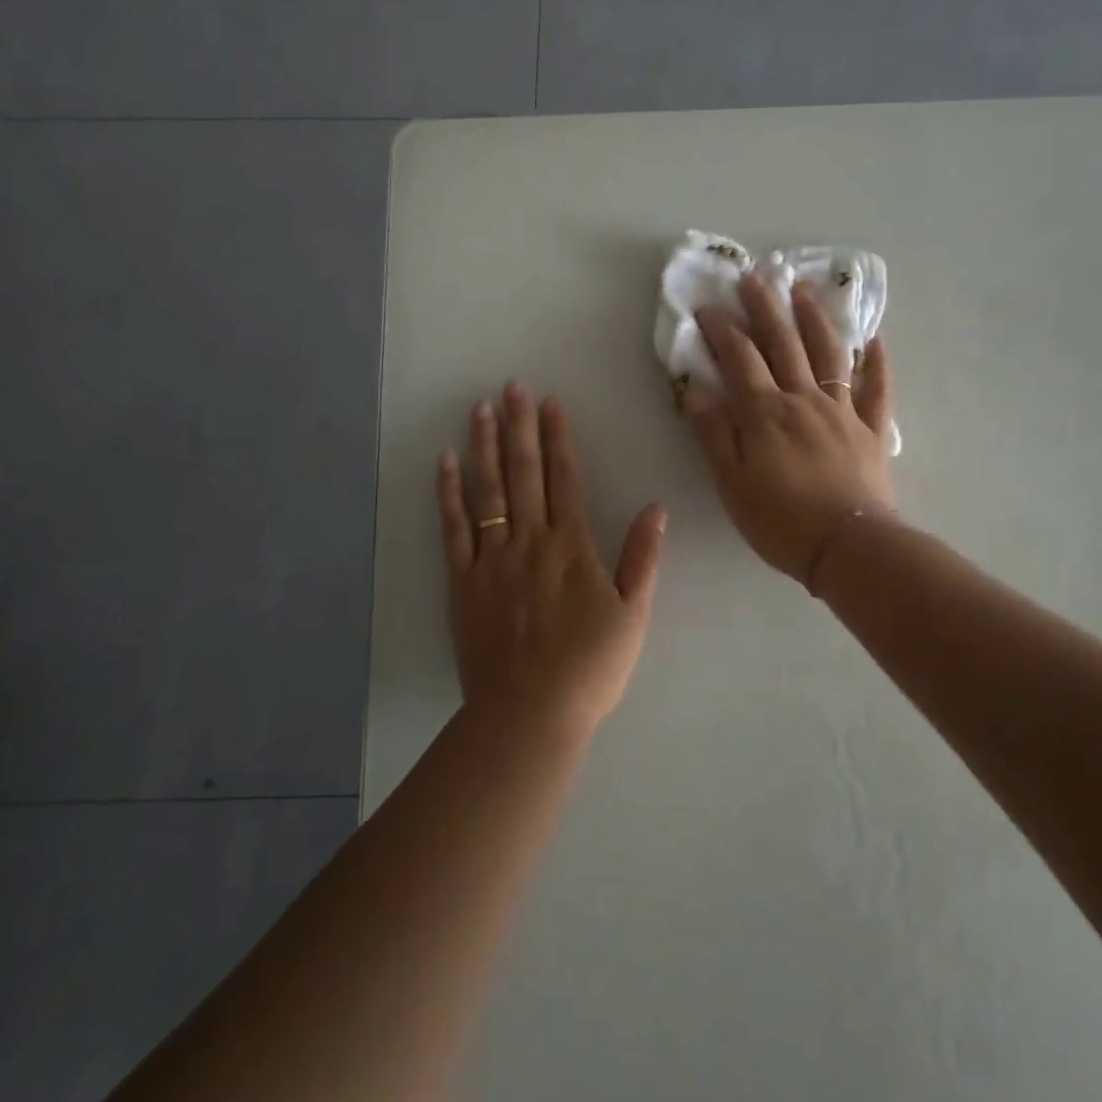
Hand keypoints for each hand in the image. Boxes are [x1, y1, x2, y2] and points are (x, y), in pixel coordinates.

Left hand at [436, 383, 667, 735]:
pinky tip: (446, 464)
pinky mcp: (463, 582)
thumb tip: (655, 508)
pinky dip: (450, 494)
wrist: (530, 713)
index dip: (558, 438)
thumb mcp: (633, 615)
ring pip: (488, 491)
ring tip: (480, 409)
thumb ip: (643, 558)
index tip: (550, 403)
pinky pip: (454, 529)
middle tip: (511, 387)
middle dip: (518, 427)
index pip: (564, 479)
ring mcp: (492, 560)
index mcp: (572, 547)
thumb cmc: (590, 667)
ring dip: (483, 447)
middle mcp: (530, 542)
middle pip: (524, 473)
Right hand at [685, 274, 895, 584]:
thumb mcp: (732, 483)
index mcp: (766, 413)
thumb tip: (696, 389)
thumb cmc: (781, 521)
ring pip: (829, 354)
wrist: (848, 547)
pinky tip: (874, 342)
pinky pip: (877, 390)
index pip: (740, 358)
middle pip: (784, 344)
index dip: (722, 329)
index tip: (707, 306)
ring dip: (815, 319)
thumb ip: (714, 434)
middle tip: (754, 277)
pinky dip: (877, 364)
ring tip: (804, 291)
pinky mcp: (872, 430)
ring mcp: (843, 412)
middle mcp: (805, 400)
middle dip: (766, 307)